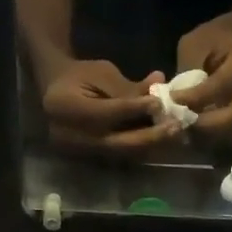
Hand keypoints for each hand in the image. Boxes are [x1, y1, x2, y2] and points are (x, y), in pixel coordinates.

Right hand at [40, 58, 183, 155]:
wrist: (55, 91)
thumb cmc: (79, 75)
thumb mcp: (102, 73)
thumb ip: (128, 86)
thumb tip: (160, 84)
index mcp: (65, 107)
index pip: (107, 113)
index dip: (135, 109)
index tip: (160, 103)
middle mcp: (70, 136)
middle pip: (117, 142)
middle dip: (149, 136)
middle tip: (175, 127)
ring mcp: (78, 152)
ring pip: (121, 153)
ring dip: (149, 146)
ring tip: (173, 135)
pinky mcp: (88, 159)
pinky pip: (119, 156)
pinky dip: (140, 149)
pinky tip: (159, 140)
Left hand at [175, 18, 231, 147]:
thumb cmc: (211, 40)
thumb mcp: (194, 46)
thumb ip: (187, 72)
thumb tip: (173, 103)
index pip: (221, 85)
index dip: (195, 98)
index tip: (171, 101)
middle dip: (205, 125)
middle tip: (179, 124)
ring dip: (208, 137)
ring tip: (183, 131)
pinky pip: (231, 136)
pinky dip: (212, 140)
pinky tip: (191, 134)